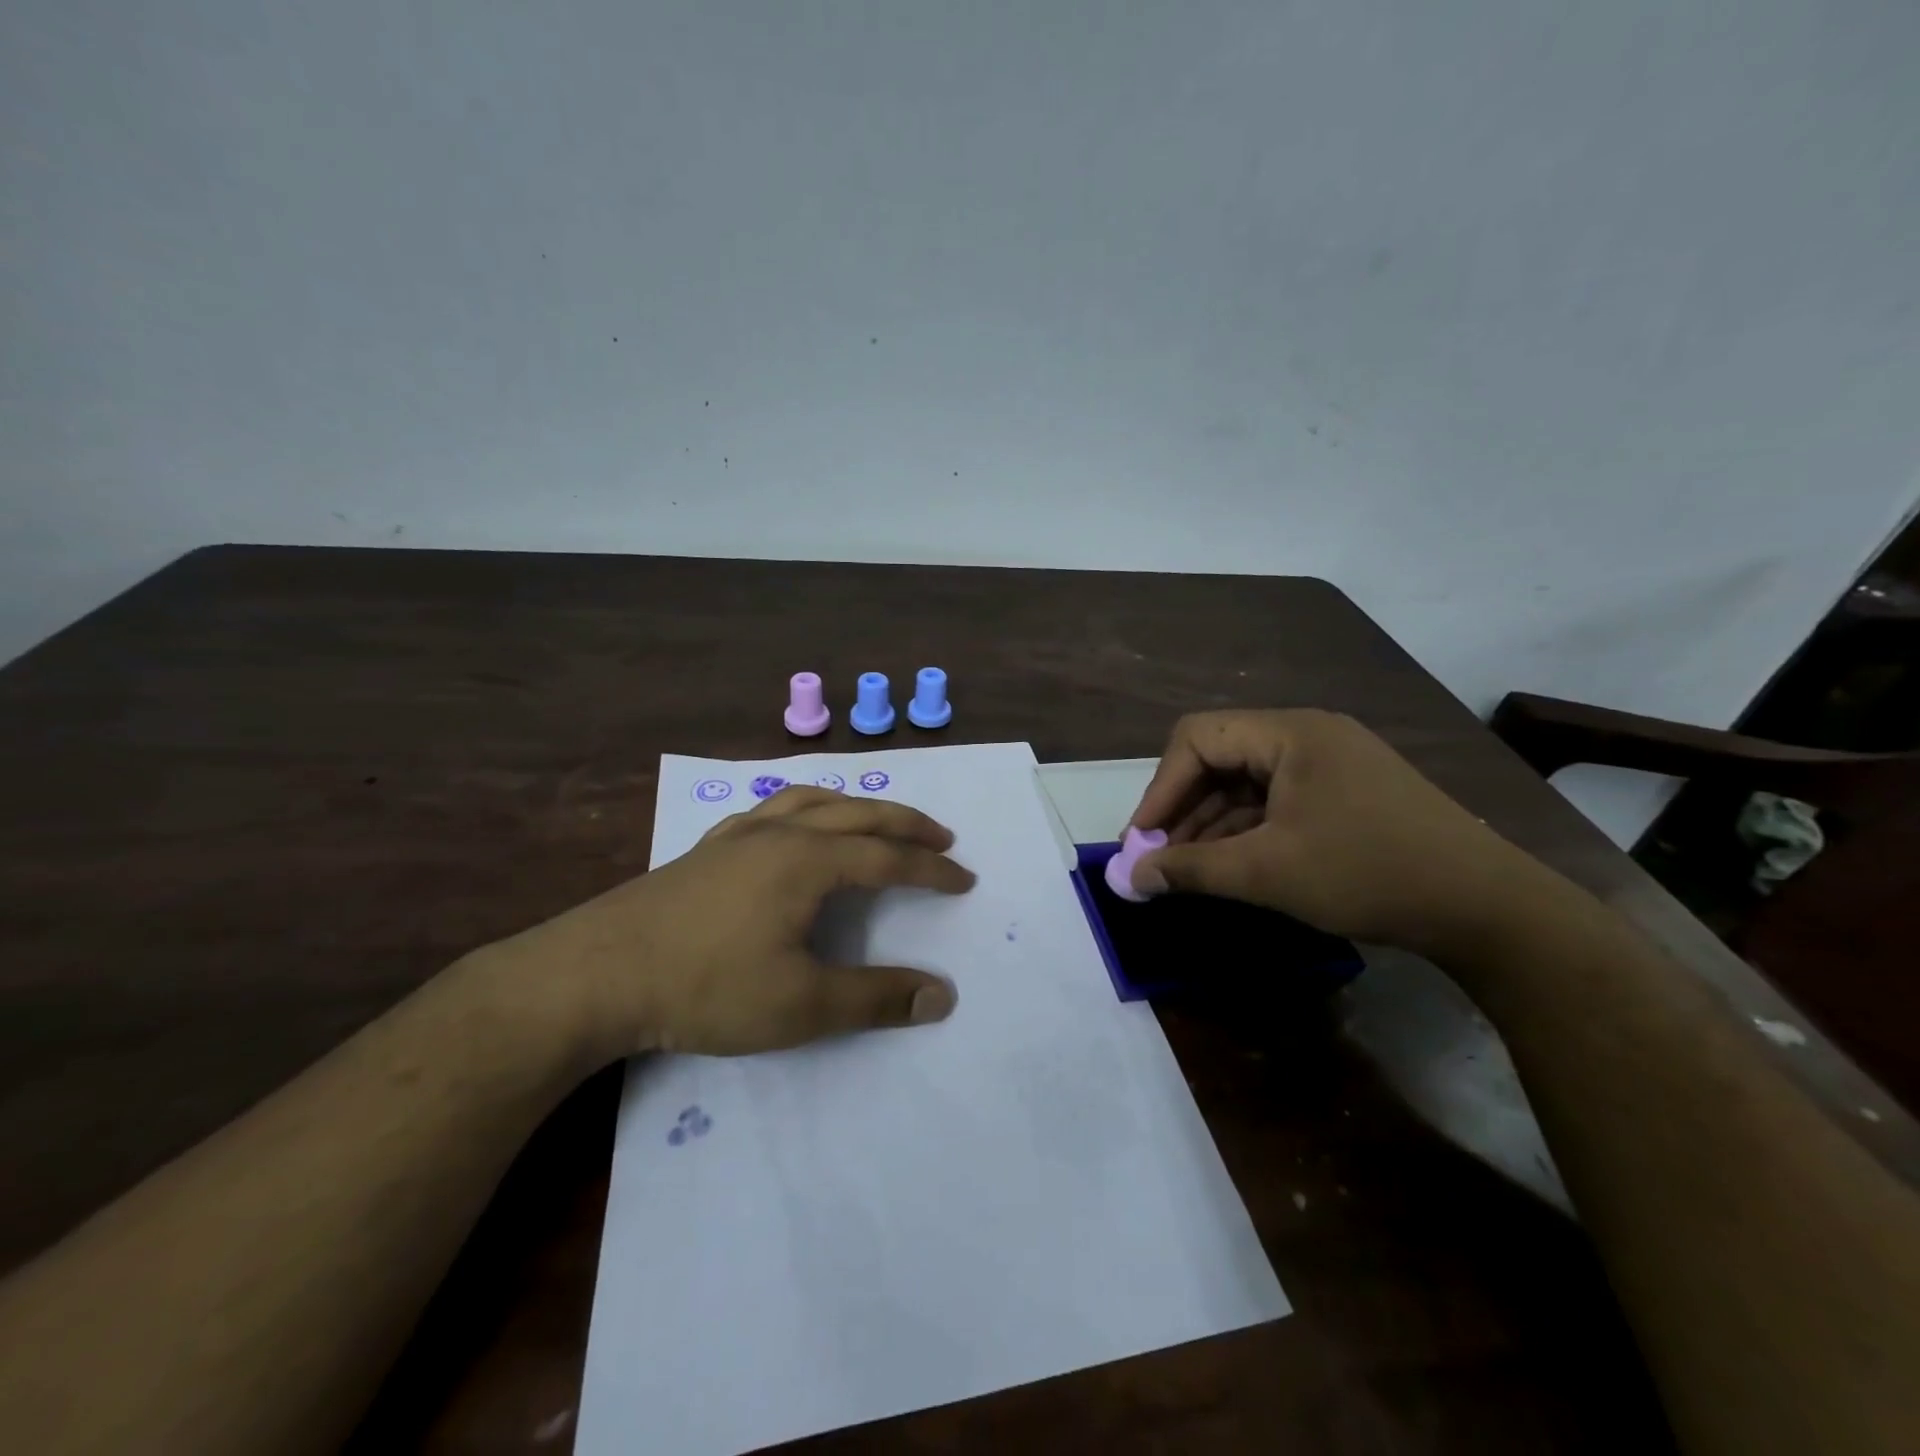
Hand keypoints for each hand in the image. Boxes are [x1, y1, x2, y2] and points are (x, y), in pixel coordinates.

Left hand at [478, 787, 975, 1061]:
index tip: (965, 879)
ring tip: (876, 819)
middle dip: (906, 823)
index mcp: (809, 861)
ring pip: (812, 800)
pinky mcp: (706, 848)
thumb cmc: (706, 987)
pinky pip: (769, 809)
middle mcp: (780, 834)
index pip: (888, 857)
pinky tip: (793, 825)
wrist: (596, 974)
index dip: (931, 869)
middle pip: (858, 814)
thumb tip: (942, 996)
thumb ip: (876, 998)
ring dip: (856, 806)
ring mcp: (738, 835)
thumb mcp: (802, 1005)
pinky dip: (802, 807)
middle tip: (942, 835)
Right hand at [1126, 709, 1545, 958]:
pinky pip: (1275, 801)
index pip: (1197, 739)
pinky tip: (1229, 866)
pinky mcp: (1344, 792)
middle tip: (1159, 859)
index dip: (1160, 789)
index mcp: (1290, 732)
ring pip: (1246, 783)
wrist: (1486, 909)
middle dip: (1183, 809)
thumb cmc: (1367, 874)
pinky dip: (1246, 830)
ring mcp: (1330, 763)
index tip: (1141, 842)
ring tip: (1187, 871)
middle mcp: (1307, 735)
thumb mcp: (1267, 872)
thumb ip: (1190, 869)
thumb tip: (1129, 877)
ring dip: (1211, 824)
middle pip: (1219, 758)